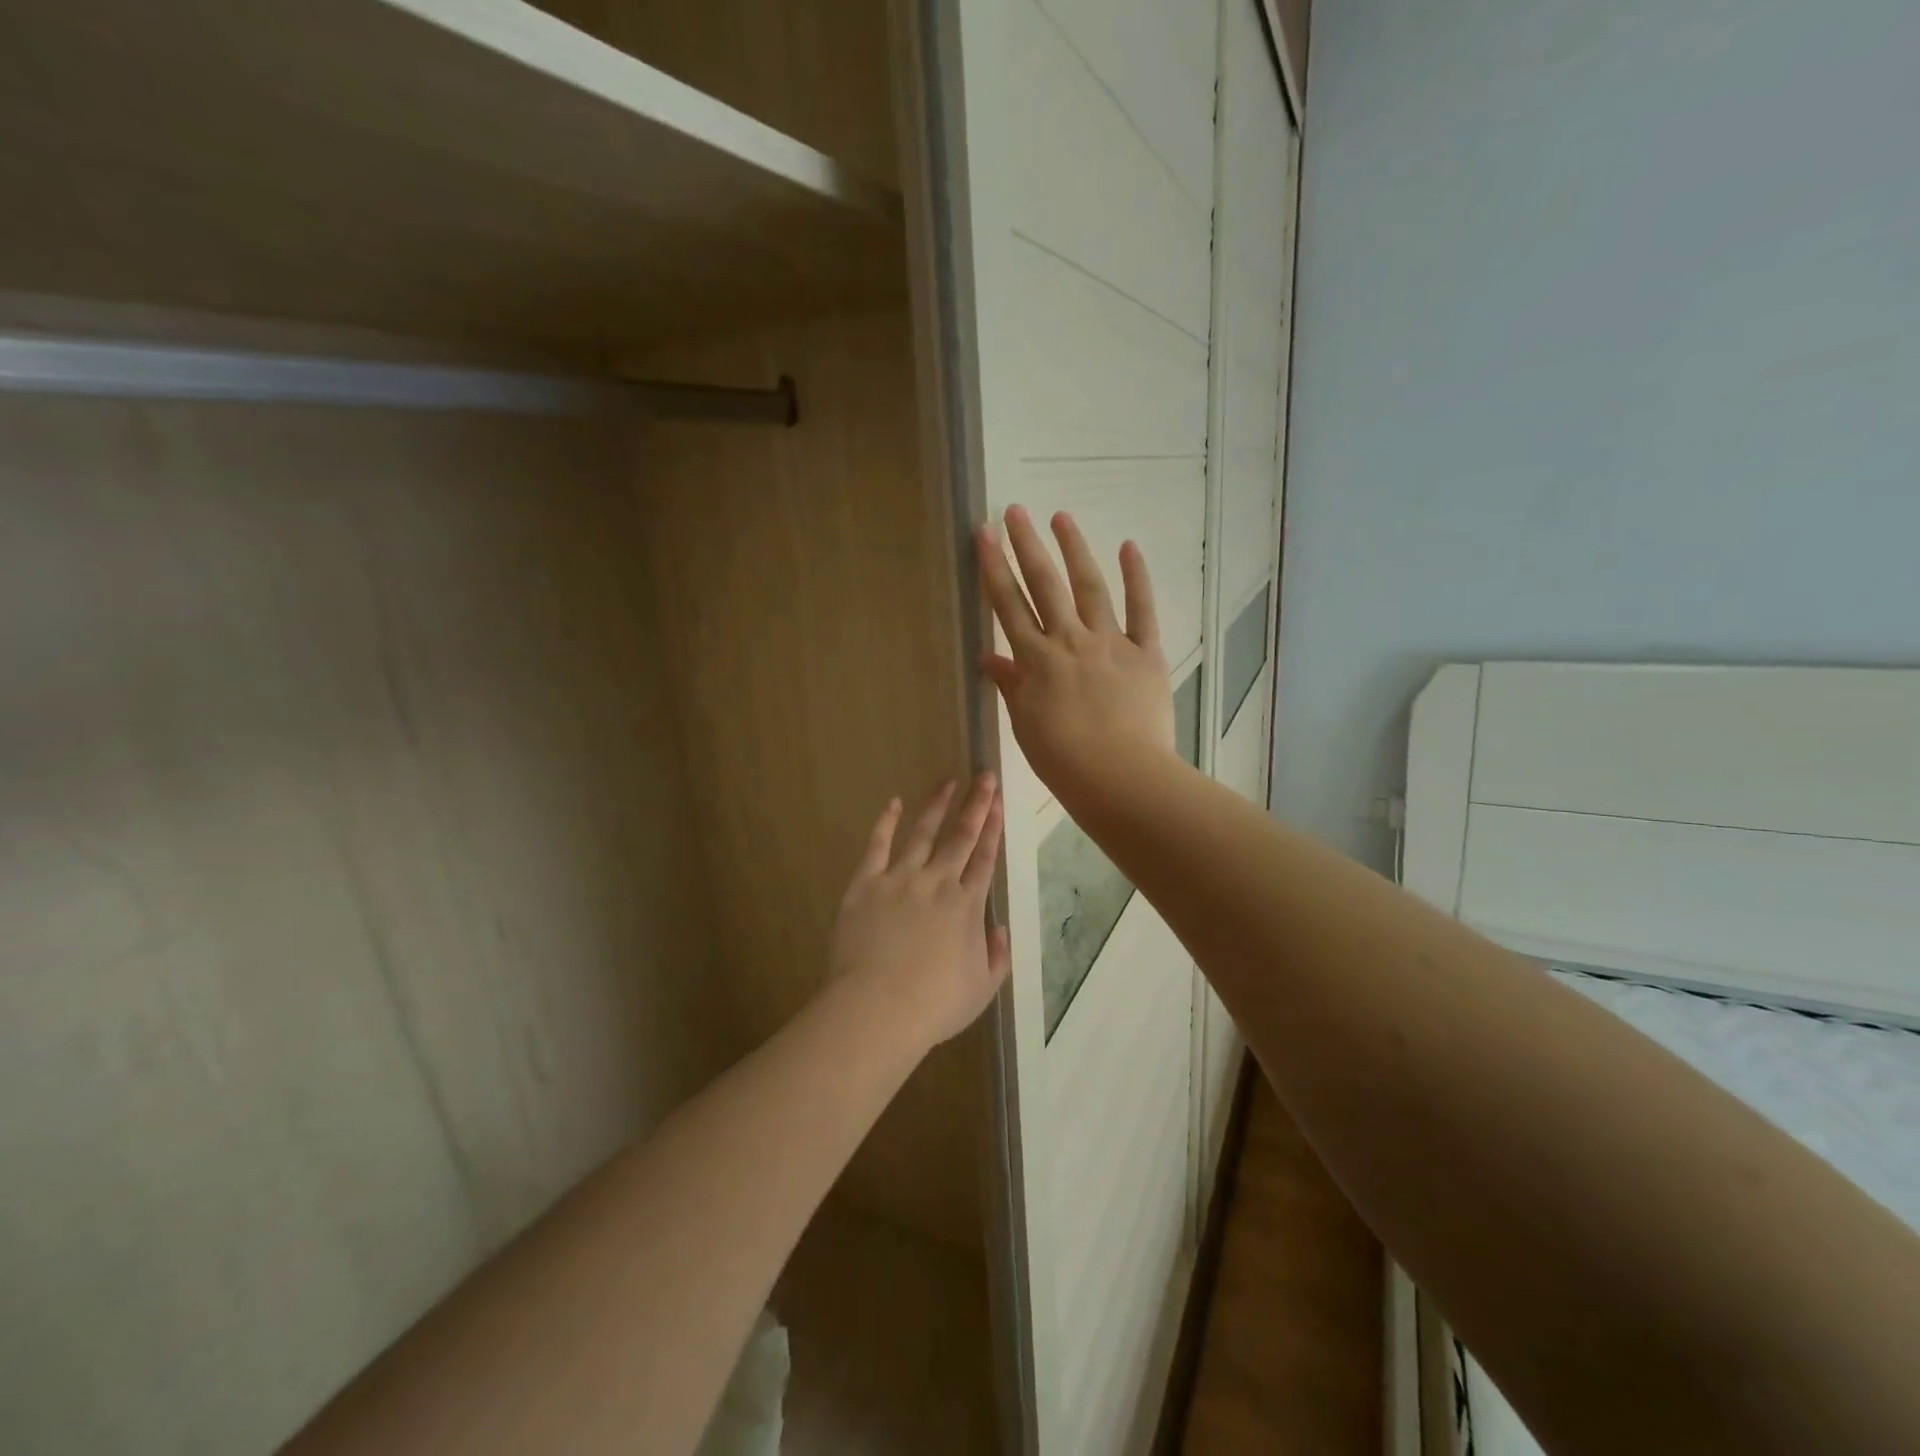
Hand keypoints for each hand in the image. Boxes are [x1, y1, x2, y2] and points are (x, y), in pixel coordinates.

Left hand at [828, 775, 1011, 1048]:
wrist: (878, 1008)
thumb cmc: (934, 1005)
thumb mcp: (982, 989)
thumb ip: (996, 956)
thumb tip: (999, 928)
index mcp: (966, 905)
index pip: (985, 857)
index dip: (993, 827)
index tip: (998, 801)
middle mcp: (937, 882)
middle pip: (960, 836)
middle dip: (975, 804)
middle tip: (984, 777)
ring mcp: (900, 879)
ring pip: (922, 833)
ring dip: (936, 806)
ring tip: (947, 782)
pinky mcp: (866, 883)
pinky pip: (877, 845)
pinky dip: (886, 822)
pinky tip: (894, 803)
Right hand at [975, 505, 1175, 804]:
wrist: (1119, 777)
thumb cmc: (1064, 760)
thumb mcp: (1026, 724)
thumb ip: (1010, 686)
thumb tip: (989, 659)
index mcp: (1035, 661)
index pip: (1008, 606)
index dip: (994, 568)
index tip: (984, 534)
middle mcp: (1069, 641)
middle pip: (1044, 585)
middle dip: (1026, 545)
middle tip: (1014, 510)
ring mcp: (1109, 643)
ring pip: (1089, 587)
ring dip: (1074, 550)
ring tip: (1061, 517)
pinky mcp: (1145, 652)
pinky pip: (1141, 610)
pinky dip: (1137, 578)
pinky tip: (1128, 547)